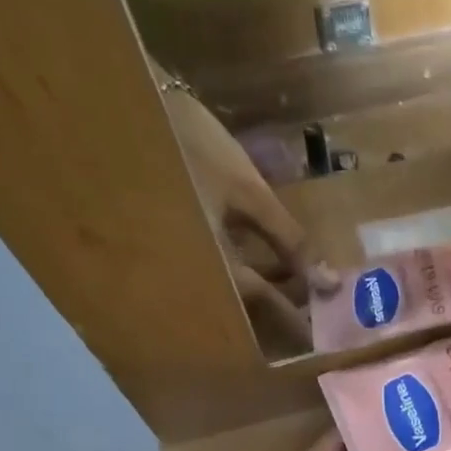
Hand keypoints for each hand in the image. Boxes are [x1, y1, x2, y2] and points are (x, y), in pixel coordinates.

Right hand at [165, 87, 333, 352]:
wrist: (122, 112)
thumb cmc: (191, 150)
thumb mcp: (249, 194)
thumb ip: (291, 241)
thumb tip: (328, 282)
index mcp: (216, 272)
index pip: (268, 309)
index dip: (302, 323)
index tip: (328, 338)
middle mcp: (197, 283)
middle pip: (250, 313)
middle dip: (287, 313)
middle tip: (322, 314)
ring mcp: (184, 270)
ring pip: (236, 296)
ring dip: (270, 294)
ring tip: (307, 290)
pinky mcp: (178, 254)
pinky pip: (221, 278)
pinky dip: (249, 276)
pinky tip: (273, 268)